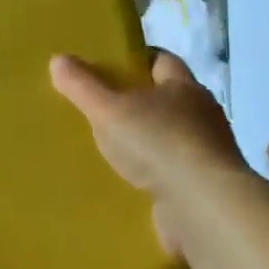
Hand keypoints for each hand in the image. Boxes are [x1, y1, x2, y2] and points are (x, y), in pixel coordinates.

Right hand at [51, 50, 243, 197]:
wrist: (205, 209)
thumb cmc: (158, 144)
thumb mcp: (109, 110)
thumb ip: (83, 86)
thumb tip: (58, 59)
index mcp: (184, 87)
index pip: (162, 60)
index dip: (137, 60)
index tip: (112, 65)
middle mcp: (203, 115)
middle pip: (168, 99)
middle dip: (140, 102)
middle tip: (105, 107)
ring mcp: (209, 154)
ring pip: (173, 137)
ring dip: (150, 142)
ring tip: (115, 149)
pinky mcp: (208, 189)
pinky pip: (177, 174)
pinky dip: (158, 175)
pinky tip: (133, 183)